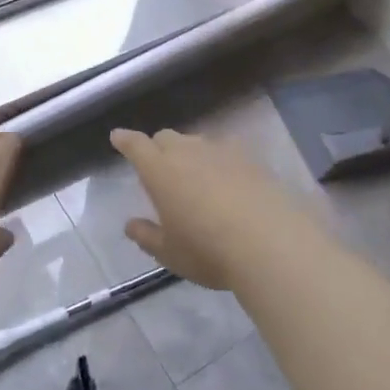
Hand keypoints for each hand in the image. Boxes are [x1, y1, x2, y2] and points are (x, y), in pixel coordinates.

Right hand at [109, 127, 320, 290]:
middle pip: (166, 138)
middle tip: (159, 170)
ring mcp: (222, 151)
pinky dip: (219, 162)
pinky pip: (226, 151)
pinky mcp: (251, 158)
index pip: (136, 145)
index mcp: (160, 170)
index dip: (125, 140)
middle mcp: (188, 151)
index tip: (118, 137)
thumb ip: (147, 236)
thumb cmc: (209, 251)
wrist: (272, 243)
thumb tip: (130, 225)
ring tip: (196, 179)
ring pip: (197, 142)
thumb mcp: (170, 253)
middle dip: (157, 148)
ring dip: (189, 154)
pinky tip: (228, 182)